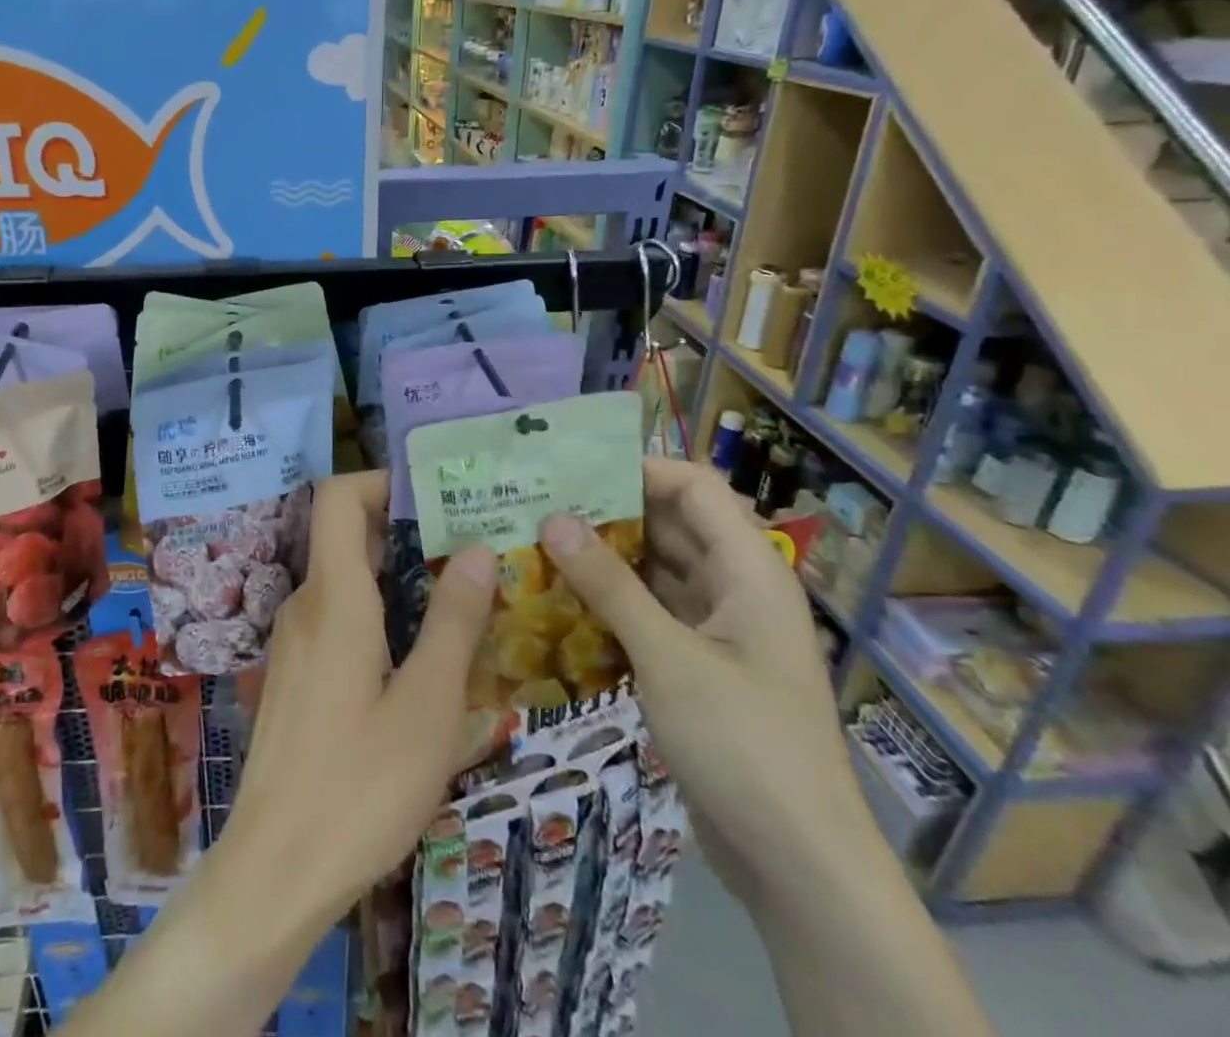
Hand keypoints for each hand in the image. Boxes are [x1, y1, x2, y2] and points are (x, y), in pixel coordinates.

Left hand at [219, 470, 497, 927]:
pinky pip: (337, 618)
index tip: (437, 497)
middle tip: (472, 551)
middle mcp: (305, 605)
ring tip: (460, 602)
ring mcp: (294, 641)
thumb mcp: (427, 706)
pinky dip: (378, 614)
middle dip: (406, 533)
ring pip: (345, 581)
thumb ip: (453, 622)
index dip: (381, 482)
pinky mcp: (295, 675)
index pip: (337, 497)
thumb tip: (477, 548)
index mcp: (333, 598)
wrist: (274, 872)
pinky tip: (419, 657)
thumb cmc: (359, 787)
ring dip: (397, 579)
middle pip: (346, 536)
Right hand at [537, 458, 874, 905]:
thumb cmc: (744, 745)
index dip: (639, 468)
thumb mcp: (669, 658)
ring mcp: (719, 631)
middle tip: (538, 504)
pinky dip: (612, 603)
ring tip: (537, 544)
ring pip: (656, 572)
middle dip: (608, 513)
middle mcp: (737, 590)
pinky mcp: (699, 667)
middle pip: (671, 526)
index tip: (572, 470)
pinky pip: (651, 614)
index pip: (695, 488)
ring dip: (604, 559)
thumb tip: (553, 519)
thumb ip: (610, 585)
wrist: (799, 867)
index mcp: (749, 572)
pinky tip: (561, 602)